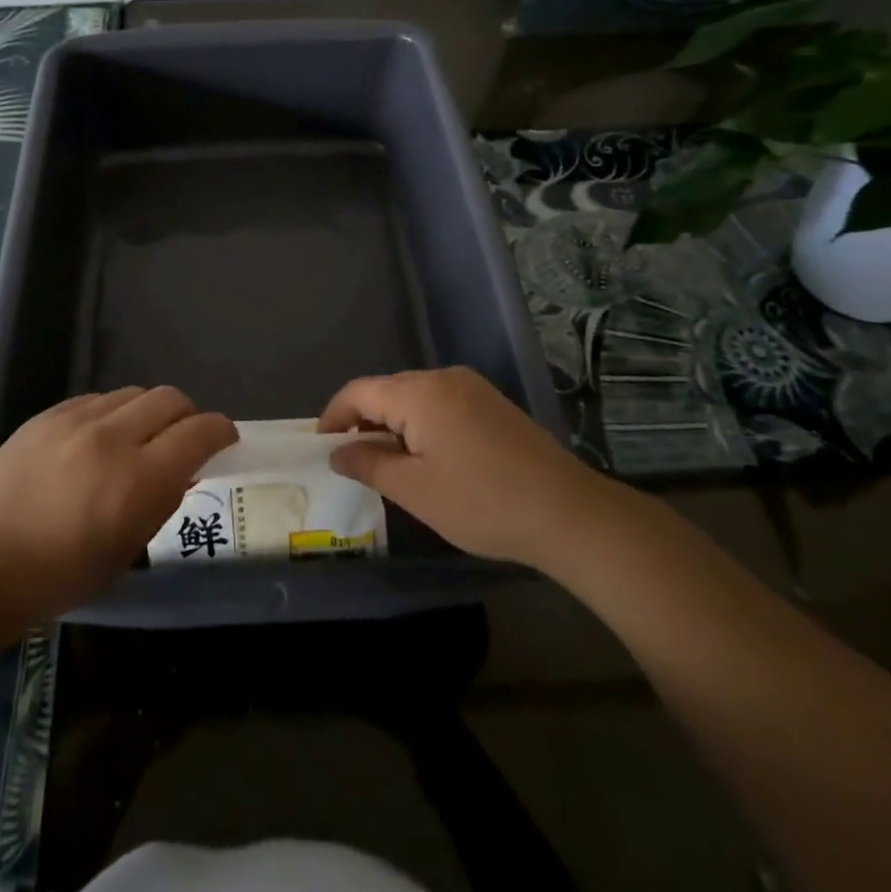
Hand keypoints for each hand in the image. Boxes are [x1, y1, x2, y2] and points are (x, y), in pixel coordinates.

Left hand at [0, 387, 234, 635]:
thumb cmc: (58, 576)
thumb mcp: (126, 550)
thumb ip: (161, 502)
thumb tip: (182, 470)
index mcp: (139, 480)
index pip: (199, 432)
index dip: (221, 430)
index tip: (225, 439)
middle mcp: (113, 438)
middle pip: (171, 399)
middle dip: (189, 416)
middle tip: (184, 439)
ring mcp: (76, 420)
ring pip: (134, 393)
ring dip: (149, 412)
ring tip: (138, 439)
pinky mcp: (48, 414)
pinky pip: (97, 399)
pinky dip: (112, 413)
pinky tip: (99, 439)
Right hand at [321, 367, 600, 569]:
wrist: (569, 514)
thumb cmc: (482, 503)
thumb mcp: (415, 491)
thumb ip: (369, 465)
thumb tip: (337, 452)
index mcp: (420, 393)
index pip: (359, 391)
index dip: (334, 416)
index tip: (321, 447)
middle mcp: (444, 378)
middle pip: (387, 390)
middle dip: (363, 421)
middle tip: (351, 460)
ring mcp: (473, 388)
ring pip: (414, 397)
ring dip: (392, 424)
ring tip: (385, 463)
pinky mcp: (492, 403)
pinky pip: (440, 404)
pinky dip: (421, 424)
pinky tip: (426, 457)